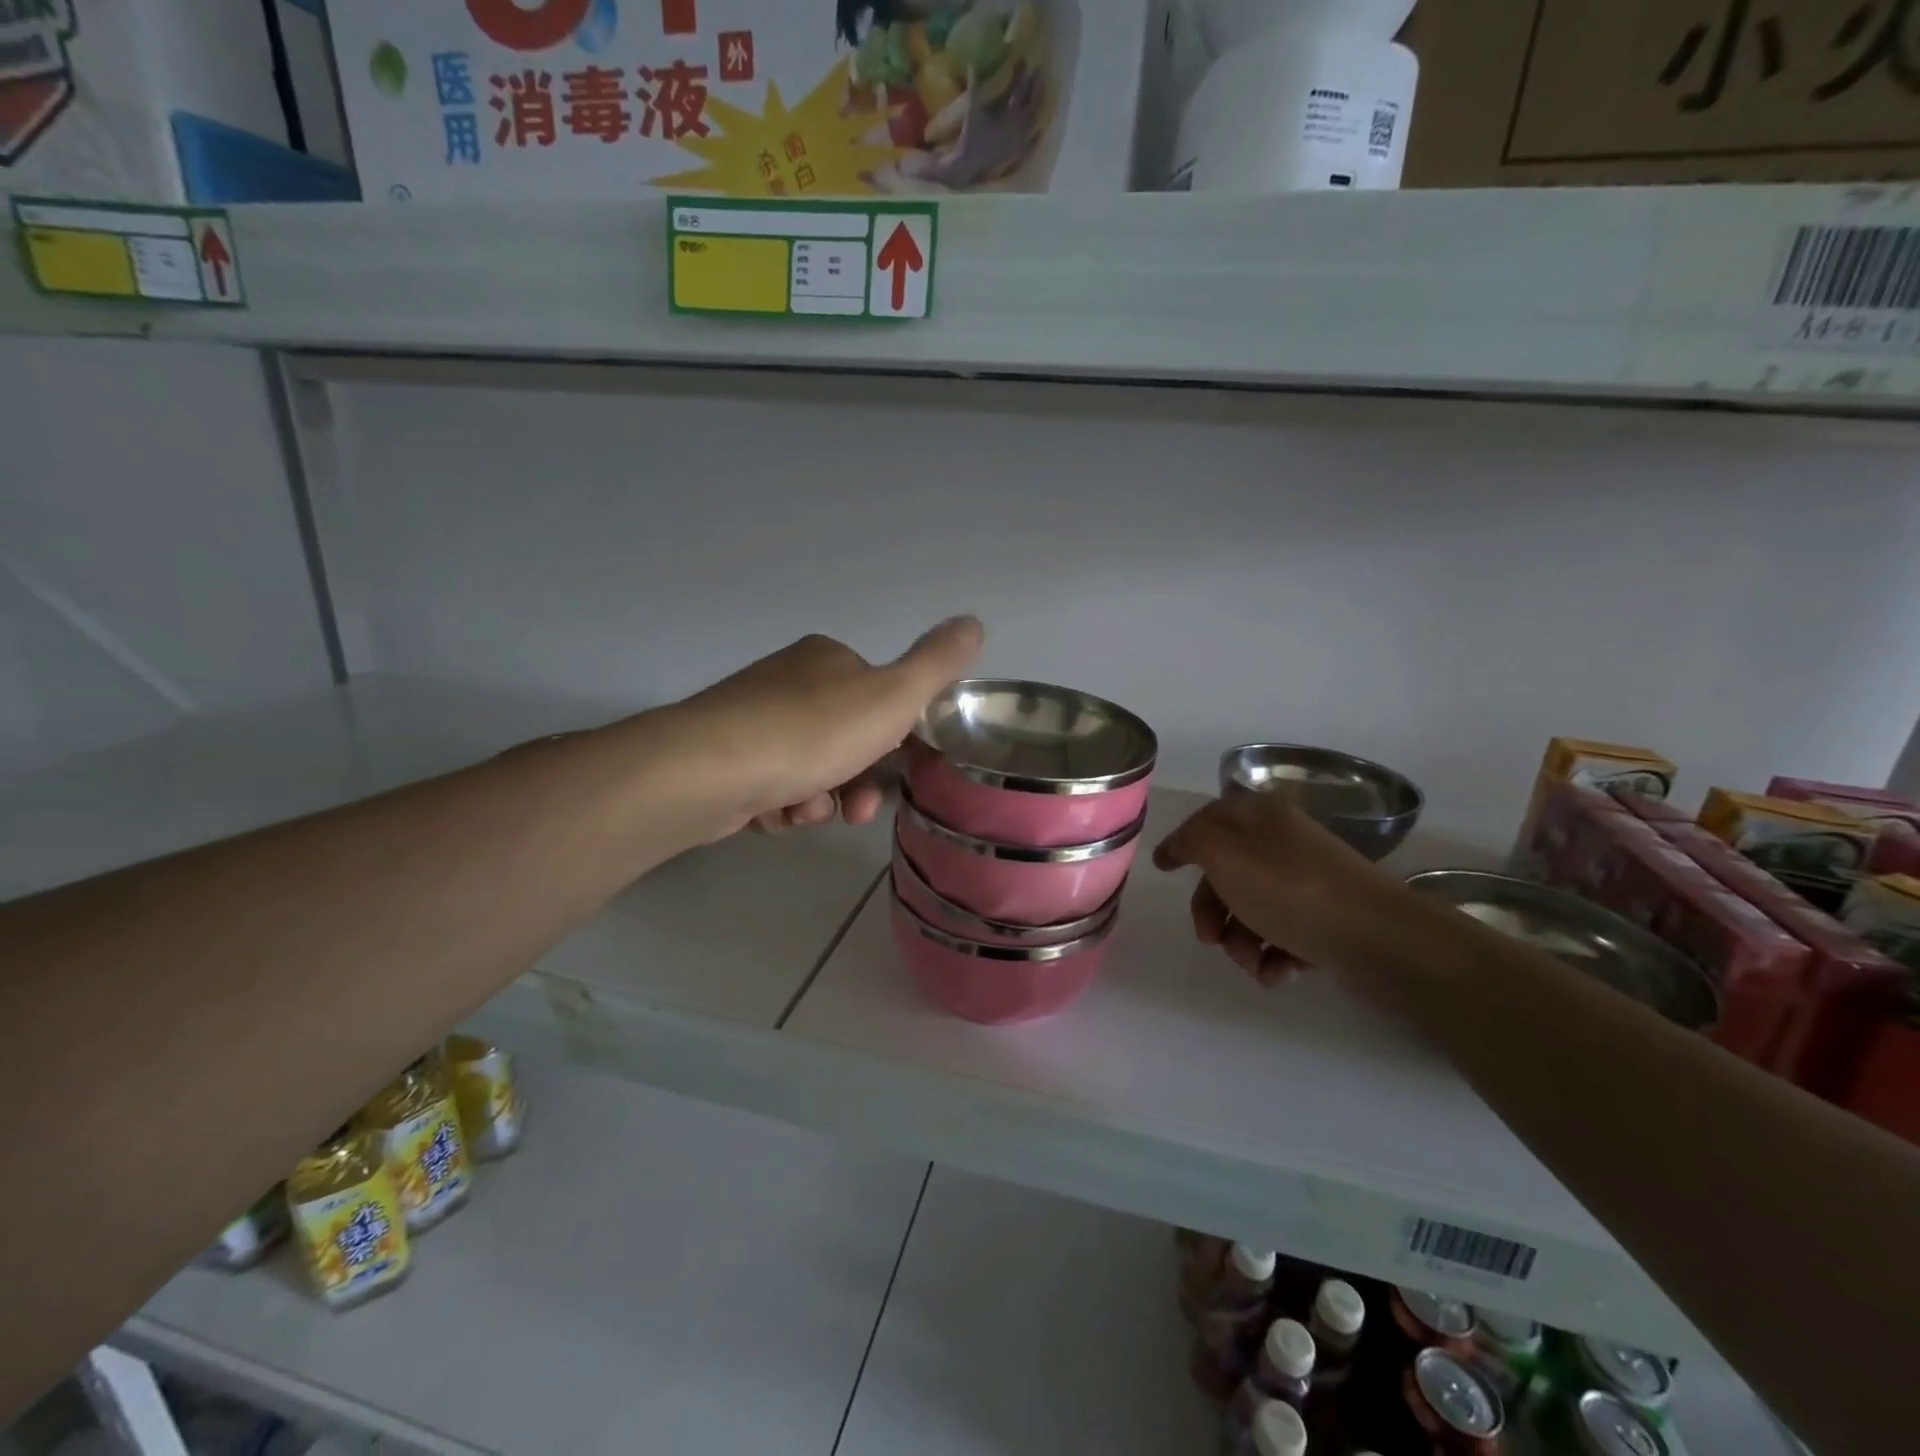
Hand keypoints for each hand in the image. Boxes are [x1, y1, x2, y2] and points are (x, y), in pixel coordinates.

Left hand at [678, 617, 983, 834]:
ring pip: (809, 770)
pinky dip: (780, 807)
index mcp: (828, 659)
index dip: (893, 740)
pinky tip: (772, 814)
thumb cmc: (813, 731)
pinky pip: (771, 788)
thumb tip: (974, 622)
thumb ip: (937, 664)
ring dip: (818, 800)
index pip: (878, 699)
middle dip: (856, 781)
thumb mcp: (893, 697)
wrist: (709, 768)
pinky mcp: (723, 758)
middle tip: (855, 812)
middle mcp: (788, 681)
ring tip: (804, 811)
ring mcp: (751, 719)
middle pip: (844, 740)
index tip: (895, 771)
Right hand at [1153, 791, 1392, 983]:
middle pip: (1226, 873)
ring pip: (1252, 909)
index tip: (1163, 868)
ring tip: (1254, 964)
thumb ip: (1192, 841)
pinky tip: (1279, 972)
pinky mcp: (1326, 919)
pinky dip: (1273, 956)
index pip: (1209, 819)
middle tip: (1211, 939)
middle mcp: (1283, 843)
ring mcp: (1307, 882)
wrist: (1378, 939)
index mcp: (1260, 818)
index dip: (1183, 842)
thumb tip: (1180, 845)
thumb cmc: (1290, 890)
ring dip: (1241, 942)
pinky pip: (1283, 934)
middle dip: (1211, 911)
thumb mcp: (1224, 854)